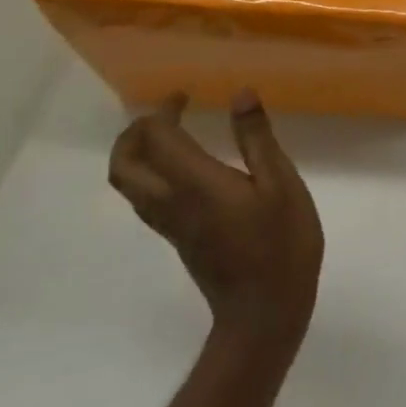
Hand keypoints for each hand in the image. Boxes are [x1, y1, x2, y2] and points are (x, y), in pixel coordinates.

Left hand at [108, 89, 323, 364]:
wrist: (263, 313)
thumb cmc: (280, 244)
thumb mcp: (281, 183)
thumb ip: (256, 138)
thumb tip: (240, 93)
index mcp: (194, 184)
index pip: (157, 138)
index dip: (164, 110)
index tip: (186, 94)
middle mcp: (170, 202)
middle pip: (124, 165)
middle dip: (134, 133)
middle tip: (164, 113)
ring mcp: (171, 224)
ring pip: (129, 185)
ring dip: (137, 153)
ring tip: (170, 133)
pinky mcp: (178, 238)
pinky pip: (146, 198)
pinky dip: (150, 172)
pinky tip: (184, 167)